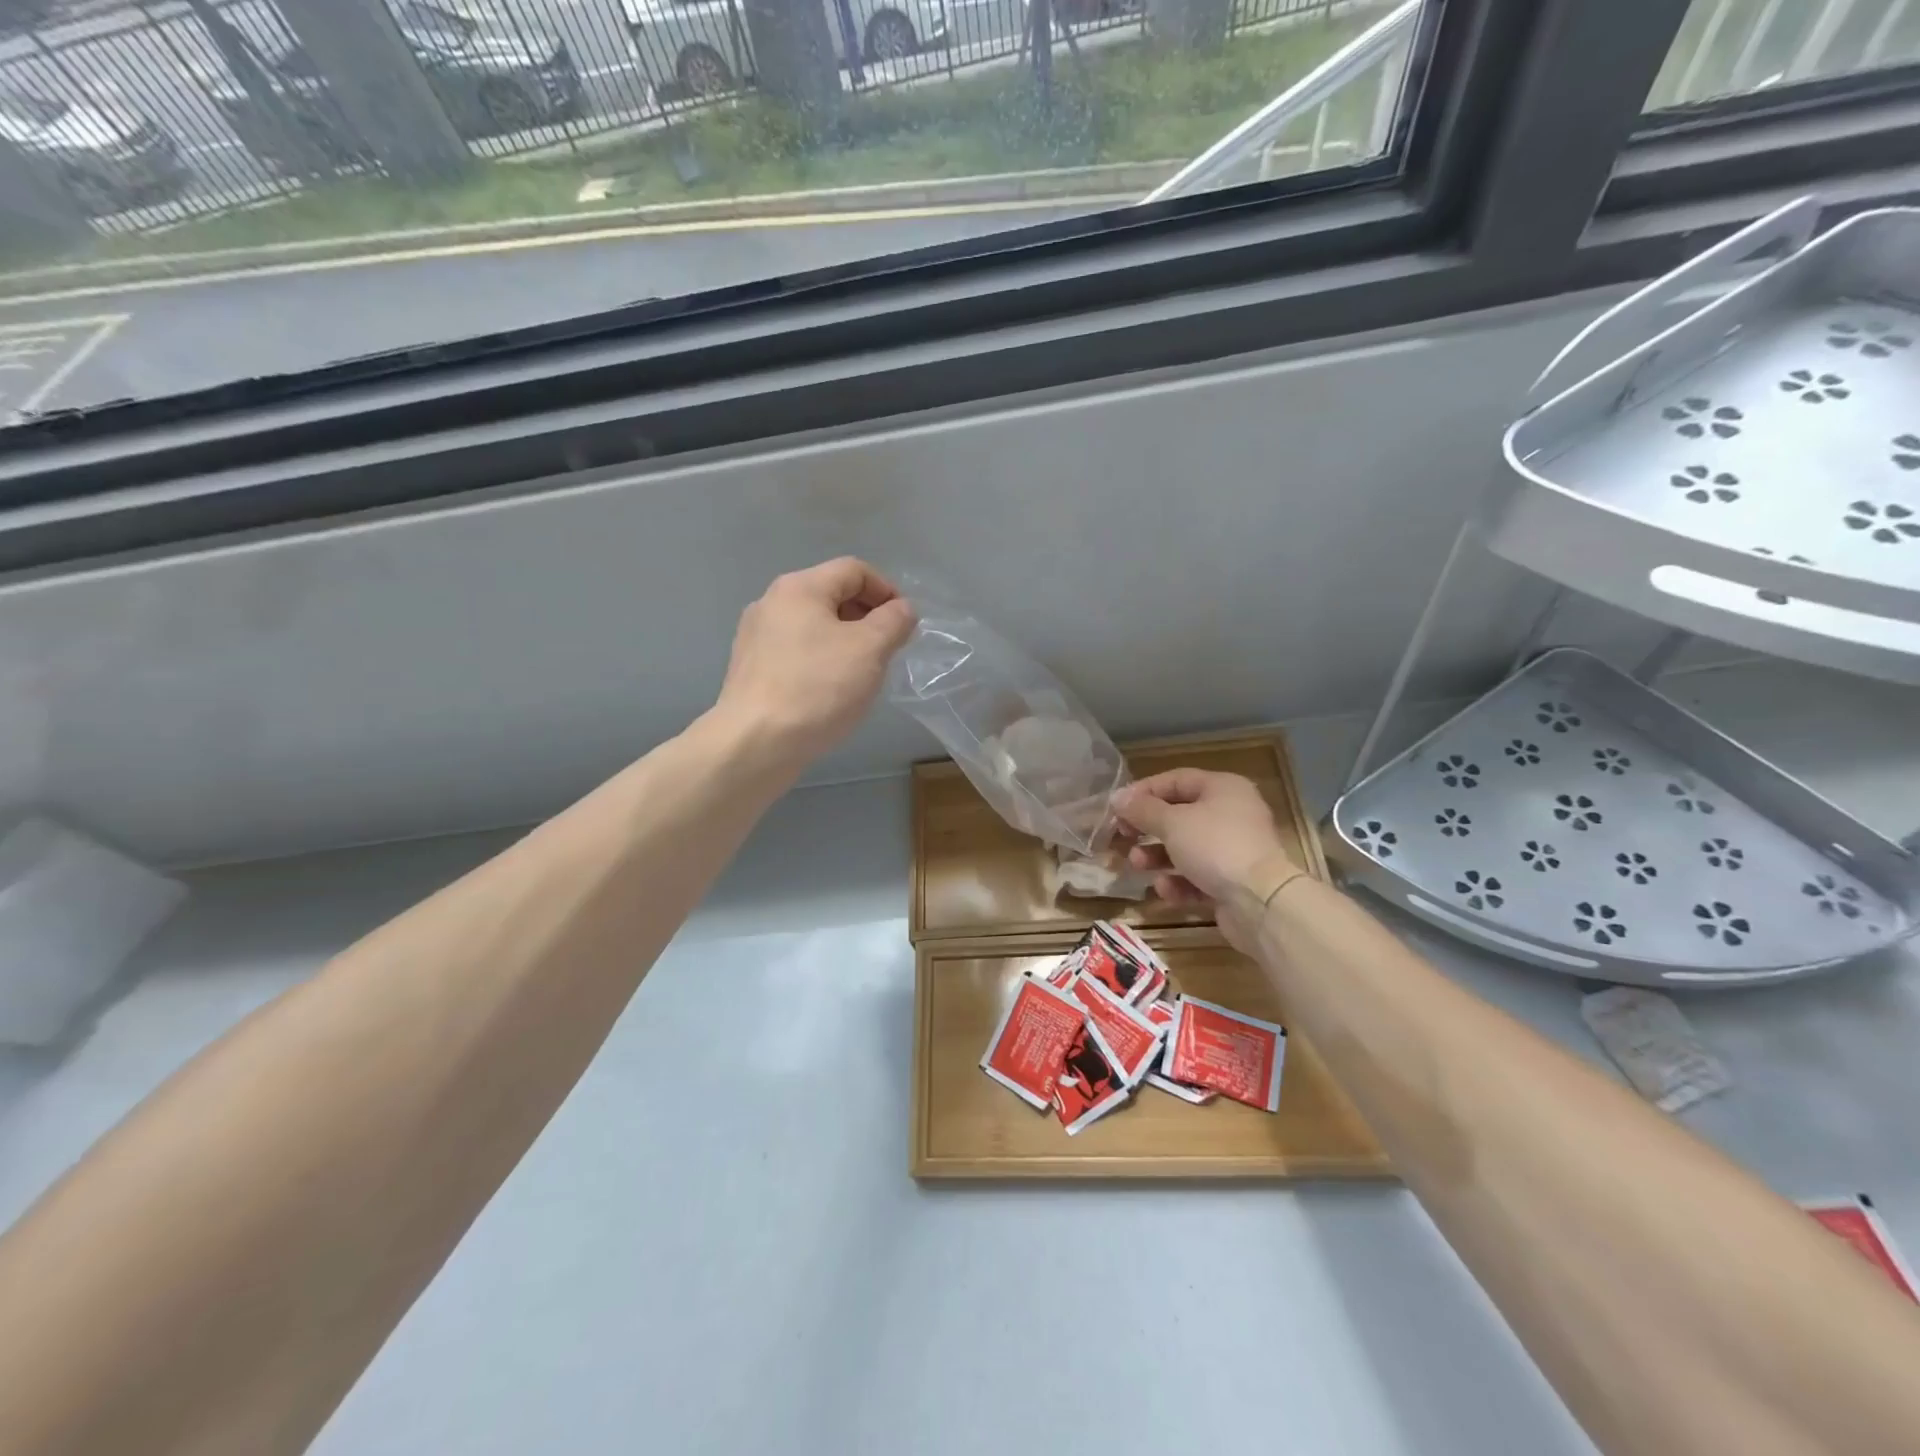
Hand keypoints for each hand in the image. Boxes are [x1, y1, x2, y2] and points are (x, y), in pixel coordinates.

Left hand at [711, 558, 916, 774]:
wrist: (755, 743)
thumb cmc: (817, 688)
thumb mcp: (870, 649)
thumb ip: (893, 622)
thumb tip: (902, 610)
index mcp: (799, 588)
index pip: (854, 570)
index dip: (887, 590)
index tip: (905, 624)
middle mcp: (772, 603)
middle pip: (831, 595)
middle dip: (867, 617)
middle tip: (889, 650)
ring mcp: (756, 637)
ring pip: (814, 626)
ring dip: (846, 641)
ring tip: (863, 674)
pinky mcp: (751, 670)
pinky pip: (797, 652)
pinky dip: (822, 661)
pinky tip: (832, 691)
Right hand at [1113, 769, 1300, 952]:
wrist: (1261, 902)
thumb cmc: (1215, 847)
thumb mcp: (1172, 823)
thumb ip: (1142, 810)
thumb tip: (1117, 797)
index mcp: (1223, 789)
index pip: (1175, 780)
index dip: (1143, 791)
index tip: (1116, 807)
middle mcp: (1231, 814)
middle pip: (1178, 815)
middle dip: (1147, 828)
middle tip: (1122, 836)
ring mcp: (1233, 850)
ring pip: (1185, 848)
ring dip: (1156, 856)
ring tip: (1136, 864)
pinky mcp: (1232, 882)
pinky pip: (1197, 876)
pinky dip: (1178, 882)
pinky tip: (1165, 890)